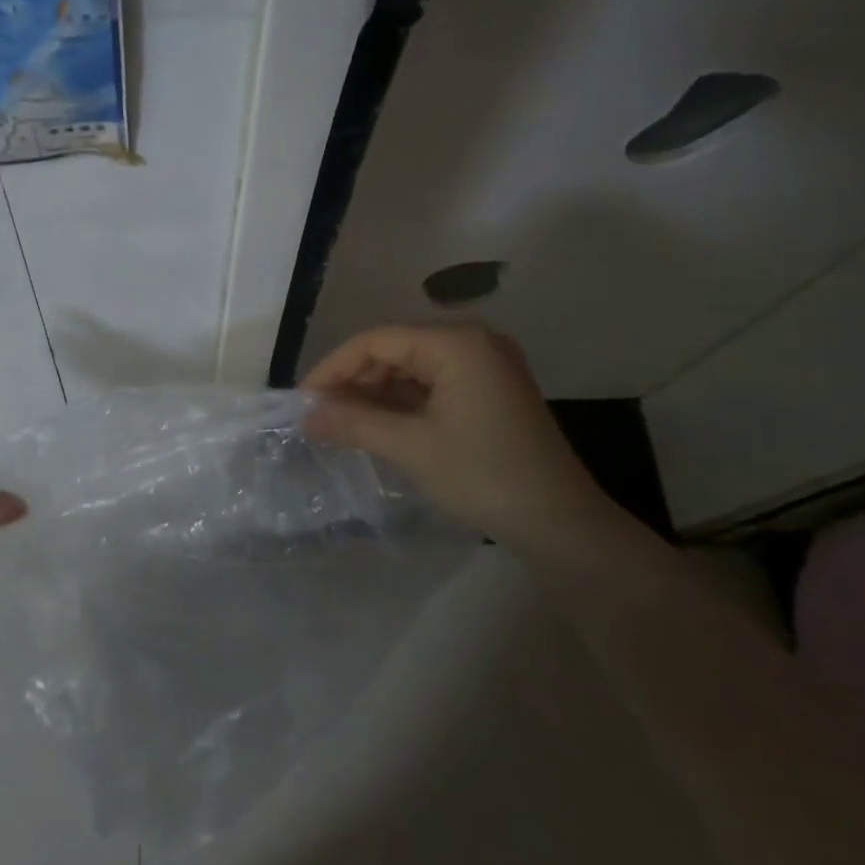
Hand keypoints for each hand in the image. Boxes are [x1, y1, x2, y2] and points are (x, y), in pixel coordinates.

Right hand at [301, 324, 609, 544]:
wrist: (561, 524)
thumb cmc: (485, 476)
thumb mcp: (412, 447)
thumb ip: (354, 423)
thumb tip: (305, 415)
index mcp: (457, 343)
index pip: (377, 340)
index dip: (334, 367)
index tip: (303, 400)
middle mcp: (472, 343)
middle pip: (394, 350)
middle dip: (354, 382)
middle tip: (320, 416)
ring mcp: (483, 367)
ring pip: (411, 369)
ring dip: (374, 395)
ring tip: (341, 424)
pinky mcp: (487, 392)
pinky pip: (431, 386)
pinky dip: (400, 405)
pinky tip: (376, 426)